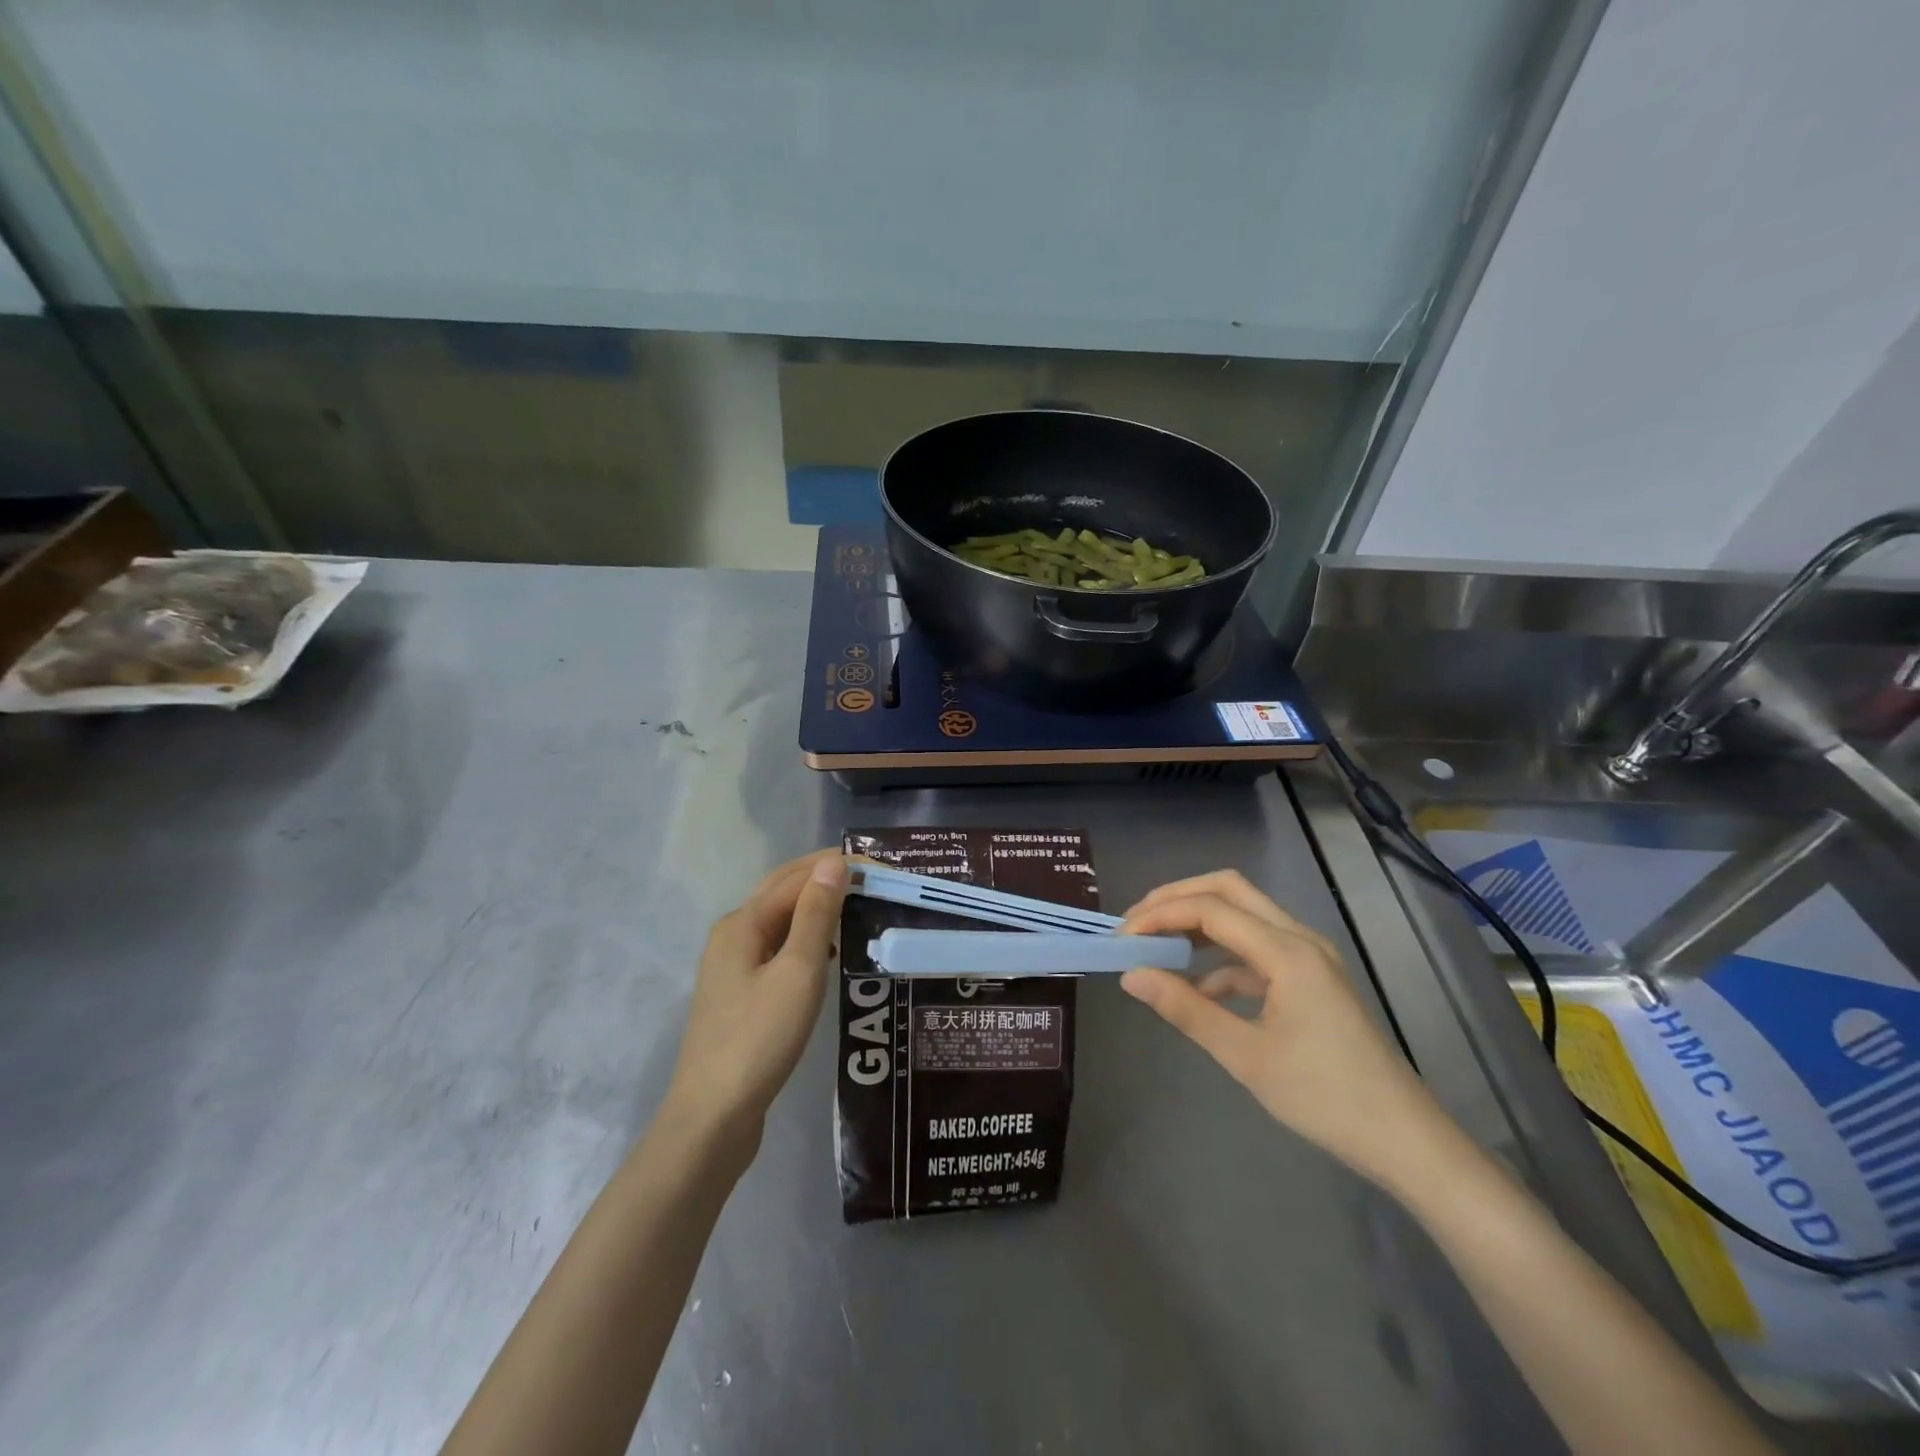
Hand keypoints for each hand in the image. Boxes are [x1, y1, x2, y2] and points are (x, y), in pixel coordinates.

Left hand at [663, 849, 847, 1154]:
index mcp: (743, 922)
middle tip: (873, 878)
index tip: (883, 868)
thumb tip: (833, 863)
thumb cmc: (760, 1038)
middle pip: (783, 890)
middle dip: (825, 877)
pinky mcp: (740, 993)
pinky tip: (830, 951)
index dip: (839, 867)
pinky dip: (807, 937)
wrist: (713, 1115)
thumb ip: (815, 914)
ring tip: (858, 908)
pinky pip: (778, 947)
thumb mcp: (797, 971)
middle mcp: (733, 934)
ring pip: (781, 919)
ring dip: (817, 906)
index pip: (797, 877)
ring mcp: (733, 965)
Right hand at [1120, 870, 1448, 1188]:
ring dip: (1198, 921)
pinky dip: (1220, 955)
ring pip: (1243, 914)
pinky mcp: (1311, 978)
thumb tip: (1131, 975)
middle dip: (1177, 899)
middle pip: (1229, 890)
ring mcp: (1309, 956)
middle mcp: (1299, 938)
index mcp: (1287, 951)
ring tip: (1156, 945)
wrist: (1404, 1139)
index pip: (1211, 908)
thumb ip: (1185, 1009)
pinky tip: (1197, 986)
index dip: (1160, 915)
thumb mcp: (1246, 1056)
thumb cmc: (1325, 1098)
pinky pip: (1256, 947)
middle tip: (1136, 924)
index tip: (1122, 939)